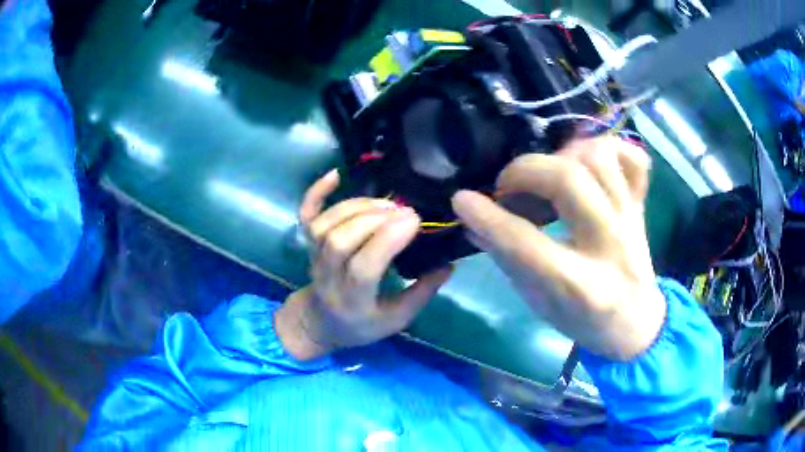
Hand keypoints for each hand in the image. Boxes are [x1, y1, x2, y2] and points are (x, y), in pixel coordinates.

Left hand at [275, 170, 452, 360]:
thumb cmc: (361, 324)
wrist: (319, 322)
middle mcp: (328, 278)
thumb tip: (448, 264)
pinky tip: (336, 174)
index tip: (414, 220)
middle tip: (405, 211)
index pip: (362, 269)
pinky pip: (305, 215)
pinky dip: (316, 192)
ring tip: (387, 203)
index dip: (387, 240)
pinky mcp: (307, 244)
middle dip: (374, 220)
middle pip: (340, 241)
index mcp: (352, 303)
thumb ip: (422, 293)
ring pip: (324, 226)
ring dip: (357, 207)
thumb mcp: (397, 319)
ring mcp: (313, 258)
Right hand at [452, 137, 665, 359]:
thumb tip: (474, 224)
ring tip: (546, 173)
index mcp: (580, 286)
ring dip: (563, 155)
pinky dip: (610, 149)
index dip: (489, 217)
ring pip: (600, 158)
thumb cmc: (585, 322)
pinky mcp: (641, 205)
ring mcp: (631, 219)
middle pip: (570, 181)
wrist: (637, 324)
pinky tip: (588, 163)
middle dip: (525, 171)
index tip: (462, 200)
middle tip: (508, 187)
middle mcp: (610, 244)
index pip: (527, 242)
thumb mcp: (540, 305)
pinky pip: (635, 159)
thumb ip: (508, 261)